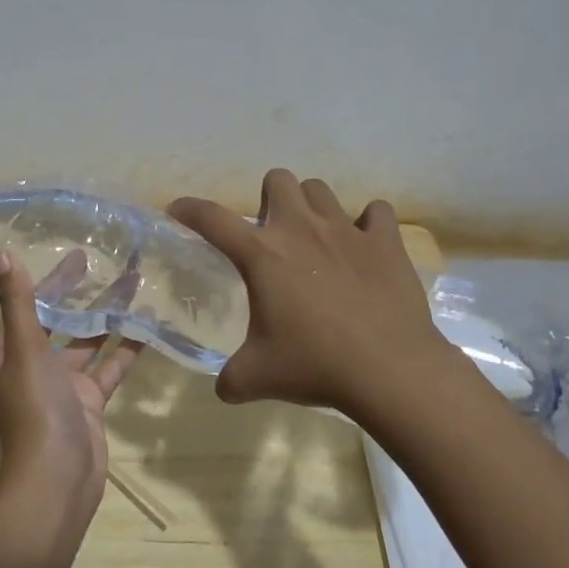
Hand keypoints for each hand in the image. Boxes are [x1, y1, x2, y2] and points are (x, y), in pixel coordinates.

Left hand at [0, 249, 144, 528]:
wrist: (61, 480)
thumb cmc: (34, 411)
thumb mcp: (24, 350)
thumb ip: (17, 303)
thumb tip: (1, 254)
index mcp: (0, 352)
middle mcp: (26, 362)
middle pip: (38, 315)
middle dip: (56, 285)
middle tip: (82, 254)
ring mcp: (59, 382)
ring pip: (80, 338)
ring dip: (100, 312)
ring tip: (127, 279)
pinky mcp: (87, 399)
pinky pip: (108, 365)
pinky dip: (126, 347)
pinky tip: (148, 323)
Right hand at [169, 169, 452, 416]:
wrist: (390, 370)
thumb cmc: (315, 366)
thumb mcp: (258, 377)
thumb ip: (232, 378)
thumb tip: (224, 388)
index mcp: (261, 254)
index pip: (212, 218)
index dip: (188, 209)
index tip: (178, 210)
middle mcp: (300, 229)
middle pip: (277, 179)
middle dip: (269, 198)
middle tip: (272, 233)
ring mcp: (346, 230)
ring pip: (320, 189)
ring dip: (312, 206)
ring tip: (316, 237)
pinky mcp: (385, 242)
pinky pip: (376, 212)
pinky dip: (368, 223)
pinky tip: (365, 245)